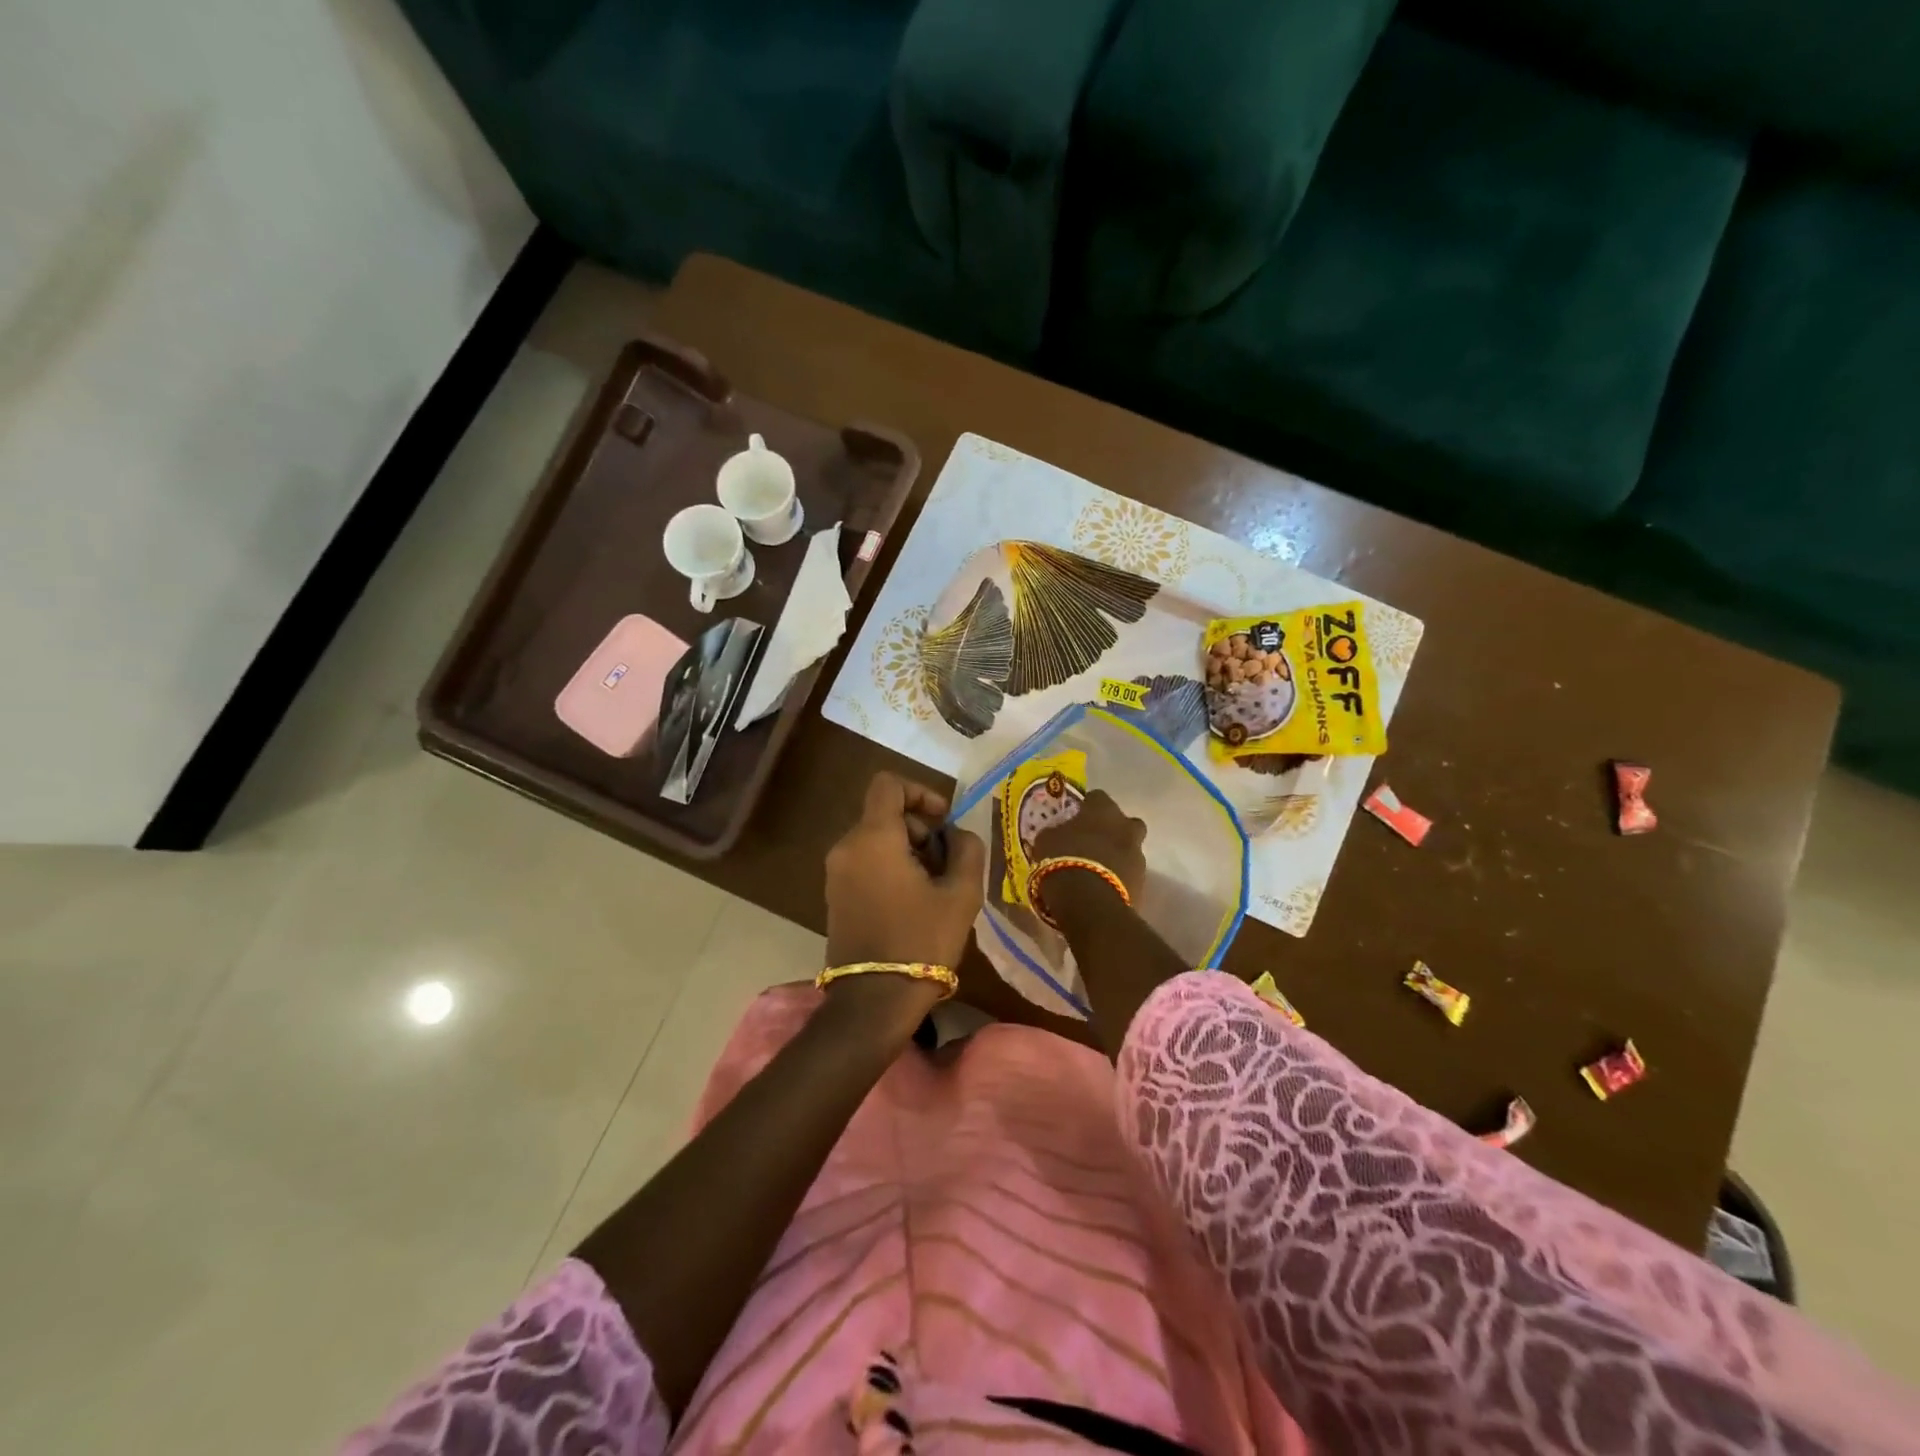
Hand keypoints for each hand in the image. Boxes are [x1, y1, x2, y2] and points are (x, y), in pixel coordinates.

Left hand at [825, 772, 985, 972]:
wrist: (873, 1001)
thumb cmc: (921, 942)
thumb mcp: (960, 895)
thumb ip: (966, 850)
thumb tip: (957, 835)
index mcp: (873, 838)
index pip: (888, 784)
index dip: (920, 792)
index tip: (943, 822)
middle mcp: (847, 847)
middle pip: (885, 815)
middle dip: (921, 831)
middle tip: (948, 865)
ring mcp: (836, 873)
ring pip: (877, 840)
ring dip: (909, 852)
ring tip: (935, 888)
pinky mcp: (835, 896)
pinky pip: (866, 863)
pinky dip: (891, 868)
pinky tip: (914, 903)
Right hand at [1029, 789, 1147, 900]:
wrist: (1088, 901)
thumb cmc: (1063, 860)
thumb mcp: (1046, 840)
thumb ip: (1057, 831)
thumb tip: (1058, 833)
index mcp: (1103, 809)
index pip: (1097, 797)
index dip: (1086, 808)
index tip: (1075, 819)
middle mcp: (1126, 826)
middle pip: (1124, 822)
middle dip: (1112, 831)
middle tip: (1093, 843)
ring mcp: (1138, 854)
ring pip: (1129, 849)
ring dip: (1116, 856)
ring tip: (1095, 870)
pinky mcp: (1143, 882)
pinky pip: (1129, 873)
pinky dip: (1119, 878)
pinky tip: (1102, 887)